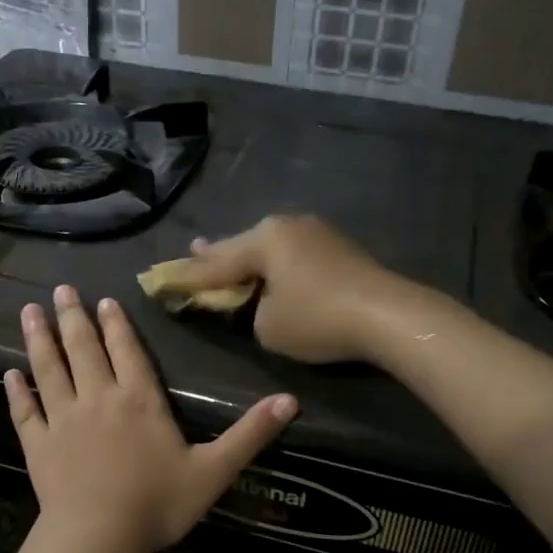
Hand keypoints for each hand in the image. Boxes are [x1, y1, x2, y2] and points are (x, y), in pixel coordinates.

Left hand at [5, 286, 296, 552]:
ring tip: (29, 311)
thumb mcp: (214, 471)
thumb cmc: (158, 504)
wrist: (97, 539)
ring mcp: (64, 419)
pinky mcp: (39, 444)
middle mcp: (98, 398)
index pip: (127, 351)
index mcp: (140, 400)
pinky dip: (17, 391)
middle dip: (73, 317)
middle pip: (83, 348)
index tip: (103, 300)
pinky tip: (10, 374)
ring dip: (39, 339)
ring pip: (49, 369)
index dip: (116, 324)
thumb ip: (250, 434)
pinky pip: (26, 411)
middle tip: (60, 291)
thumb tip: (291, 400)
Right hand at [172, 215, 420, 364]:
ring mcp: (316, 232)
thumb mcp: (268, 326)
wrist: (388, 315)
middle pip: (242, 245)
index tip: (164, 279)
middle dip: (217, 255)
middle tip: (192, 253)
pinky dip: (277, 264)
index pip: (216, 263)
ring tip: (227, 255)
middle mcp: (286, 226)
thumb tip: (262, 302)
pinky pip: (293, 254)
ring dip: (249, 256)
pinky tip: (272, 266)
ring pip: (270, 247)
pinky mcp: (338, 247)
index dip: (190, 277)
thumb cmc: (318, 319)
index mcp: (263, 239)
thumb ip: (251, 312)